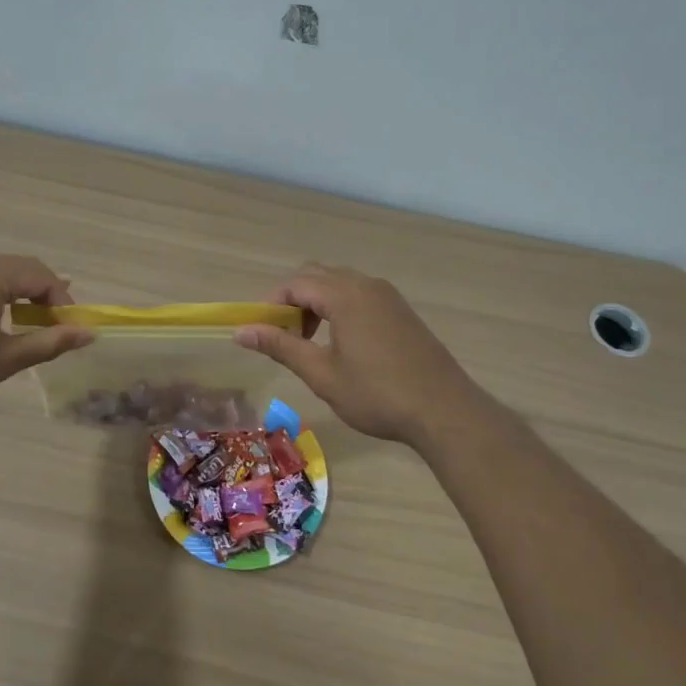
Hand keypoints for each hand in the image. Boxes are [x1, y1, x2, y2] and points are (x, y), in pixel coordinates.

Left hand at [0, 255, 92, 425]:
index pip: (40, 275)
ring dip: (13, 292)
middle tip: (51, 326)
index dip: (61, 300)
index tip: (69, 330)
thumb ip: (48, 343)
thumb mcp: (3, 360)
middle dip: (40, 293)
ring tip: (23, 321)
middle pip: (17, 267)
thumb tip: (89, 334)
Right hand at [234, 263, 484, 445]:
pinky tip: (344, 344)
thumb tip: (242, 332)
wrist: (444, 410)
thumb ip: (281, 347)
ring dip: (317, 303)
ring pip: (339, 283)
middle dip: (294, 300)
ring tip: (312, 342)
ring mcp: (387, 295)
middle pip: (316, 275)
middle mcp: (366, 285)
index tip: (264, 334)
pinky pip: (360, 293)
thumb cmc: (377, 394)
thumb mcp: (322, 374)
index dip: (272, 304)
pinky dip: (340, 307)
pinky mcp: (401, 310)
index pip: (295, 283)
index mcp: (344, 295)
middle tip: (287, 337)